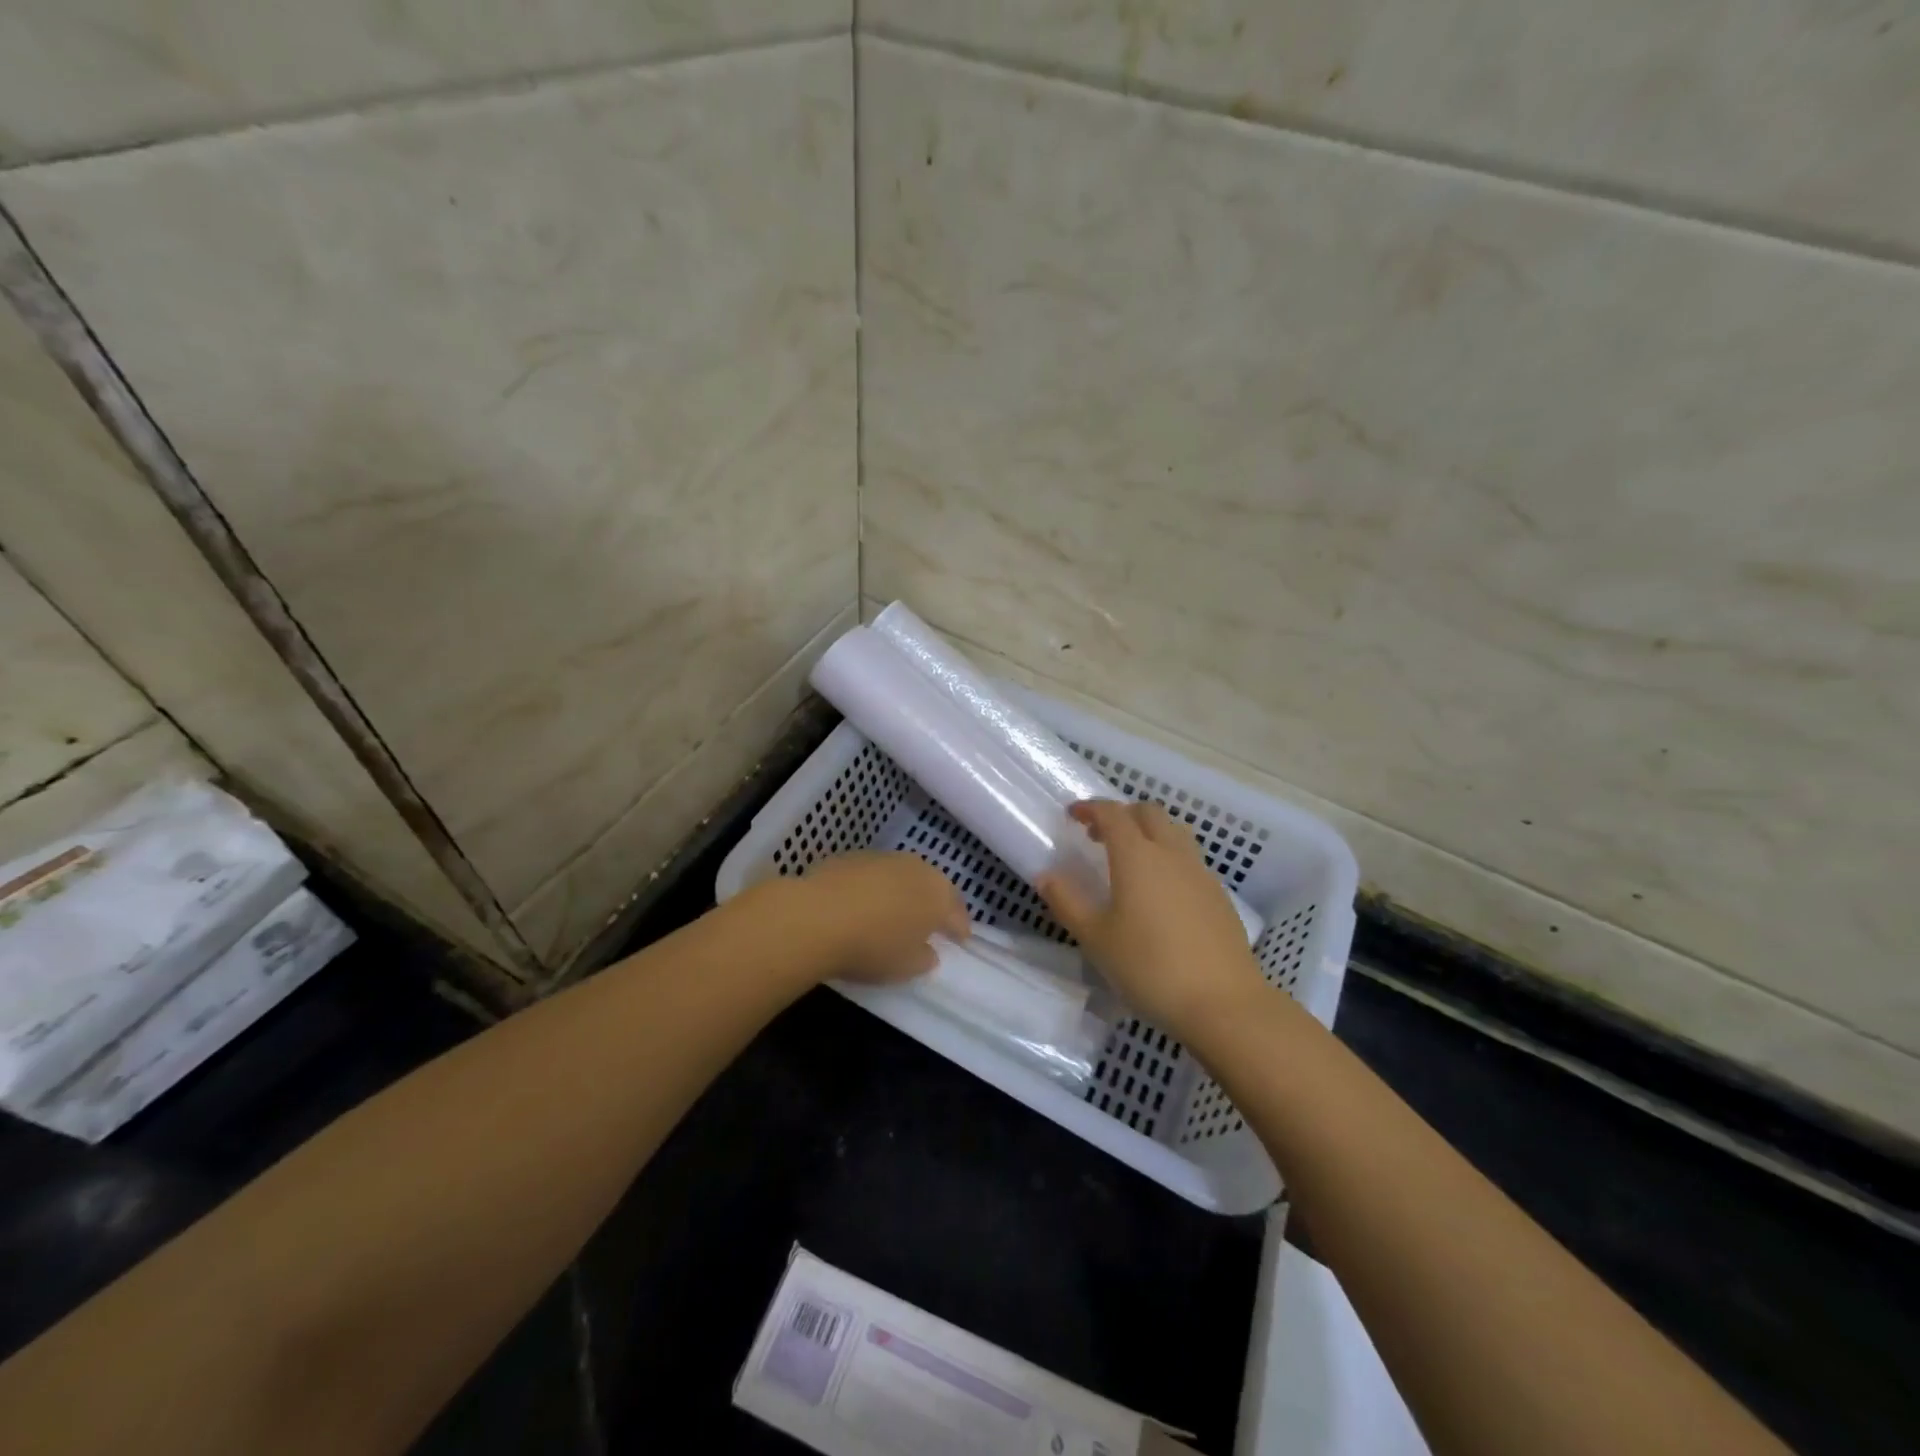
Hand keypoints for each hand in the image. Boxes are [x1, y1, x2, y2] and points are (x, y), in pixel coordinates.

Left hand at [799, 852, 969, 983]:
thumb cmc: (872, 947)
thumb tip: (928, 952)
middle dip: (934, 904)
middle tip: (931, 922)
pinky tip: (864, 902)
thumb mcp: (905, 967)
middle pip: (933, 887)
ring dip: (904, 891)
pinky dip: (875, 886)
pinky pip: (875, 874)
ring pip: (904, 875)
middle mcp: (917, 869)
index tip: (960, 940)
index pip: (957, 913)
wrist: (818, 916)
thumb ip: (924, 959)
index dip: (960, 928)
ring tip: (896, 911)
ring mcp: (885, 858)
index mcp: (938, 896)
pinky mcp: (854, 856)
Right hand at [1037, 800, 1266, 1039]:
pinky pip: (1189, 858)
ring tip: (1130, 859)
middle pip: (1148, 812)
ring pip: (1174, 831)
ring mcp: (1200, 873)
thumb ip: (1068, 902)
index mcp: (1137, 856)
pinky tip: (1160, 891)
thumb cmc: (1149, 967)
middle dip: (1122, 814)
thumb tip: (1046, 876)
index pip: (1112, 813)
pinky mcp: (1218, 895)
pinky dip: (1169, 856)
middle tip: (1099, 835)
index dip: (1091, 808)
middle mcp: (1171, 853)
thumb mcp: (1096, 939)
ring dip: (1149, 831)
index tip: (1073, 815)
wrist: (1223, 1002)